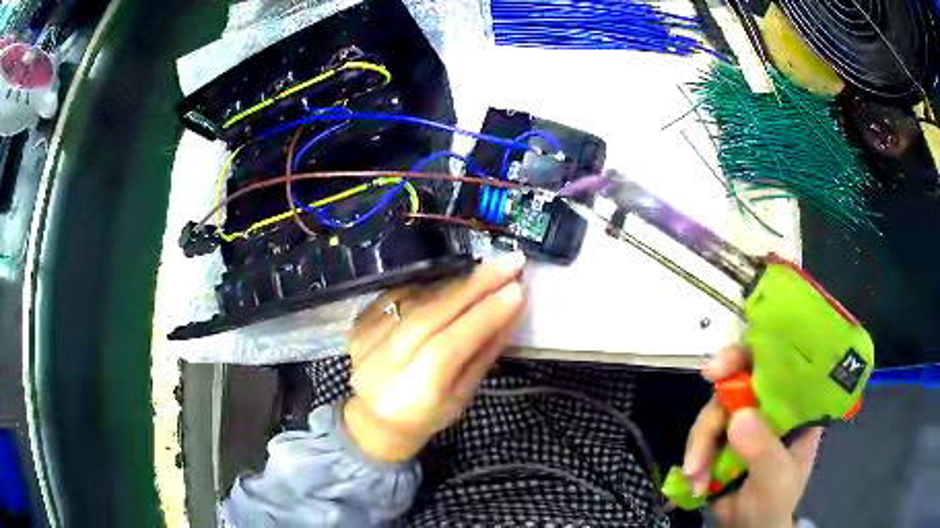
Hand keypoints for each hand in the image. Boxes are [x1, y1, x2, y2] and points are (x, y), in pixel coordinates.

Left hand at [343, 253, 526, 462]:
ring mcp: (365, 341)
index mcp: (410, 396)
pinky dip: (431, 284)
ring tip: (489, 269)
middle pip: (427, 316)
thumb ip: (484, 352)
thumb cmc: (428, 414)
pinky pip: (400, 295)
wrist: (377, 417)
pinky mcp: (359, 324)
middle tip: (509, 263)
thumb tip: (512, 308)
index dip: (482, 317)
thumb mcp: (462, 395)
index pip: (446, 349)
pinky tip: (455, 277)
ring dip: (455, 281)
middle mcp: (381, 366)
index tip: (517, 289)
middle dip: (473, 287)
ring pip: (414, 301)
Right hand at [683, 346, 822, 527]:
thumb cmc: (776, 502)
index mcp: (794, 405)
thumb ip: (763, 449)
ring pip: (714, 414)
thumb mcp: (776, 477)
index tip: (718, 368)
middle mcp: (769, 407)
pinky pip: (702, 437)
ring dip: (699, 447)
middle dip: (713, 416)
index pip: (775, 365)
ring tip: (696, 477)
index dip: (748, 357)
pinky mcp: (723, 442)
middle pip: (735, 388)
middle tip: (699, 441)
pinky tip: (695, 482)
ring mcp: (745, 424)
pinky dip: (694, 459)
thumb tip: (737, 416)